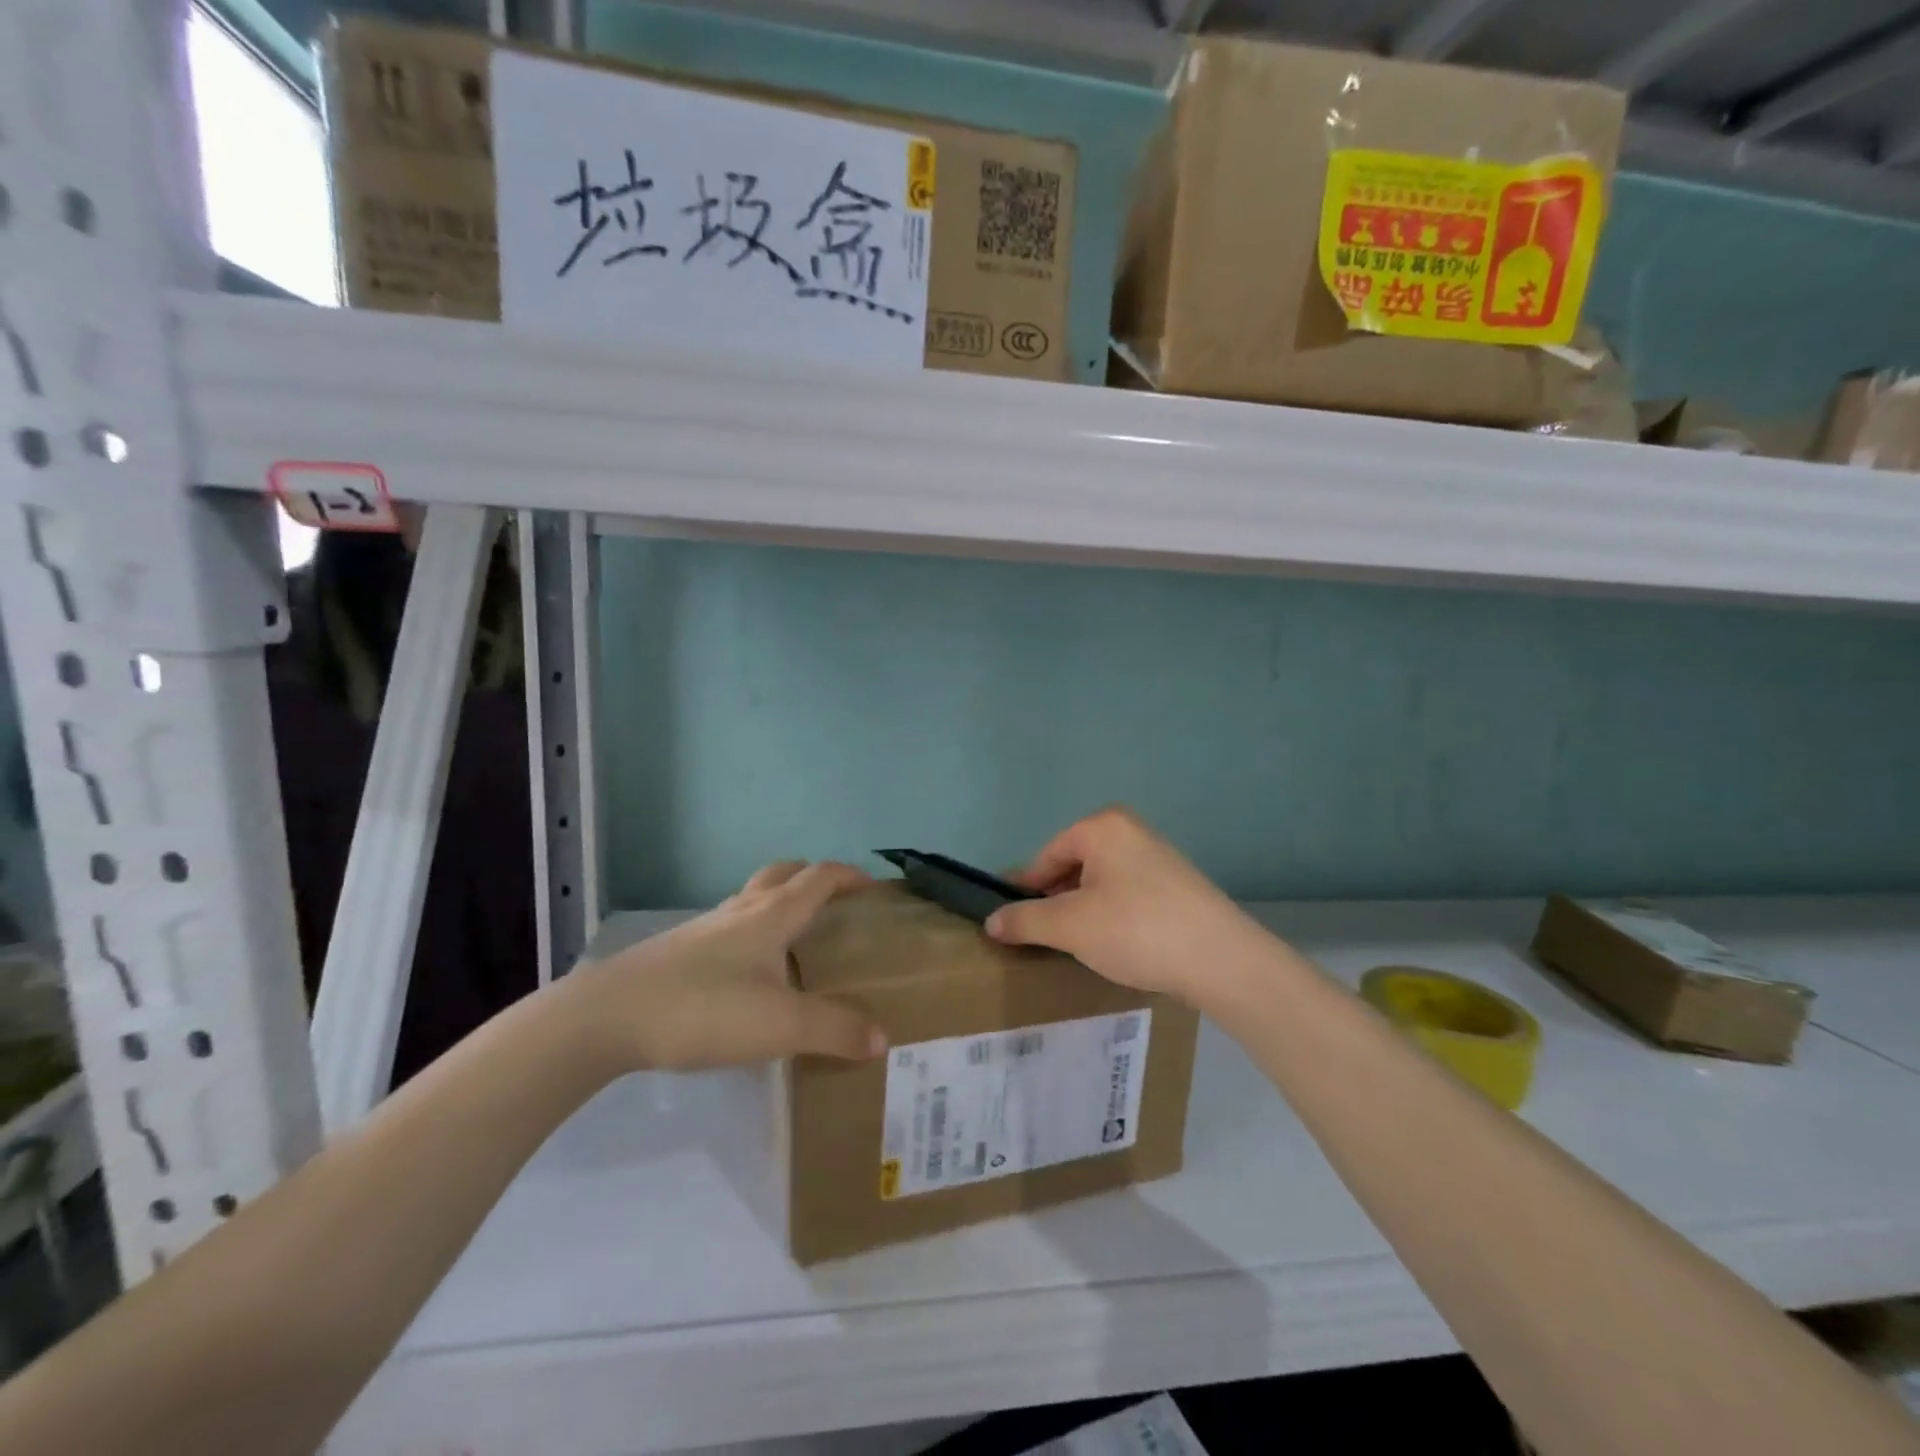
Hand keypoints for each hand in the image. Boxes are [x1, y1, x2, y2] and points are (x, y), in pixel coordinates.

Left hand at [564, 861, 887, 1072]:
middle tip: (835, 904)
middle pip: (783, 874)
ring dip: (780, 905)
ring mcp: (704, 929)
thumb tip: (882, 1038)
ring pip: (752, 900)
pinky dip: (751, 934)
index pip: (819, 878)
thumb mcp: (780, 1026)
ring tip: (796, 942)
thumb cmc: (704, 1008)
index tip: (875, 889)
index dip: (851, 876)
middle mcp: (740, 911)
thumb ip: (834, 1030)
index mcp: (771, 915)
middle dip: (813, 878)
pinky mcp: (679, 952)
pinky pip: (728, 929)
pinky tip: (749, 977)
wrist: (608, 1017)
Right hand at [986, 807, 1267, 1010]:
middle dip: (1055, 900)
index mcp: (1102, 827)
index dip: (1024, 889)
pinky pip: (1127, 893)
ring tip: (1075, 944)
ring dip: (1082, 910)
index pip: (1046, 856)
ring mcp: (1158, 856)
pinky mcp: (1178, 884)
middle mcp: (1131, 830)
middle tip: (1042, 937)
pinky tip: (1114, 944)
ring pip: (1101, 881)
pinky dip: (1112, 915)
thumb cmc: (1136, 930)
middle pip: (1074, 865)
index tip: (1009, 920)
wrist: (1222, 960)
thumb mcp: (1070, 927)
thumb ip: (1025, 920)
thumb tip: (992, 922)